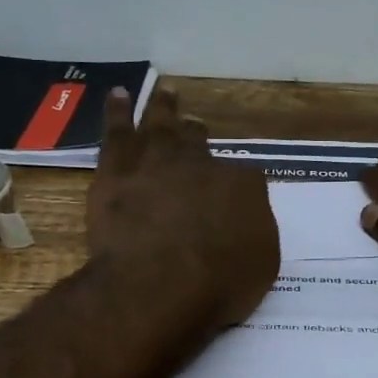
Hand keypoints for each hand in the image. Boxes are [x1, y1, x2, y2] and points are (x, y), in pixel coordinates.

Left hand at [88, 88, 278, 327]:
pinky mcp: (117, 169)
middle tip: (195, 128)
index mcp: (244, 187)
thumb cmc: (218, 284)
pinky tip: (118, 95)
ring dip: (164, 108)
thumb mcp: (260, 266)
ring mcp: (159, 161)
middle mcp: (203, 164)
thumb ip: (254, 236)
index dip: (237, 189)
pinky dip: (118, 111)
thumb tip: (246, 222)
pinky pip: (117, 131)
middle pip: (200, 143)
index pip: (245, 179)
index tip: (231, 198)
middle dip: (198, 137)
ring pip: (161, 124)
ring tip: (165, 93)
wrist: (160, 282)